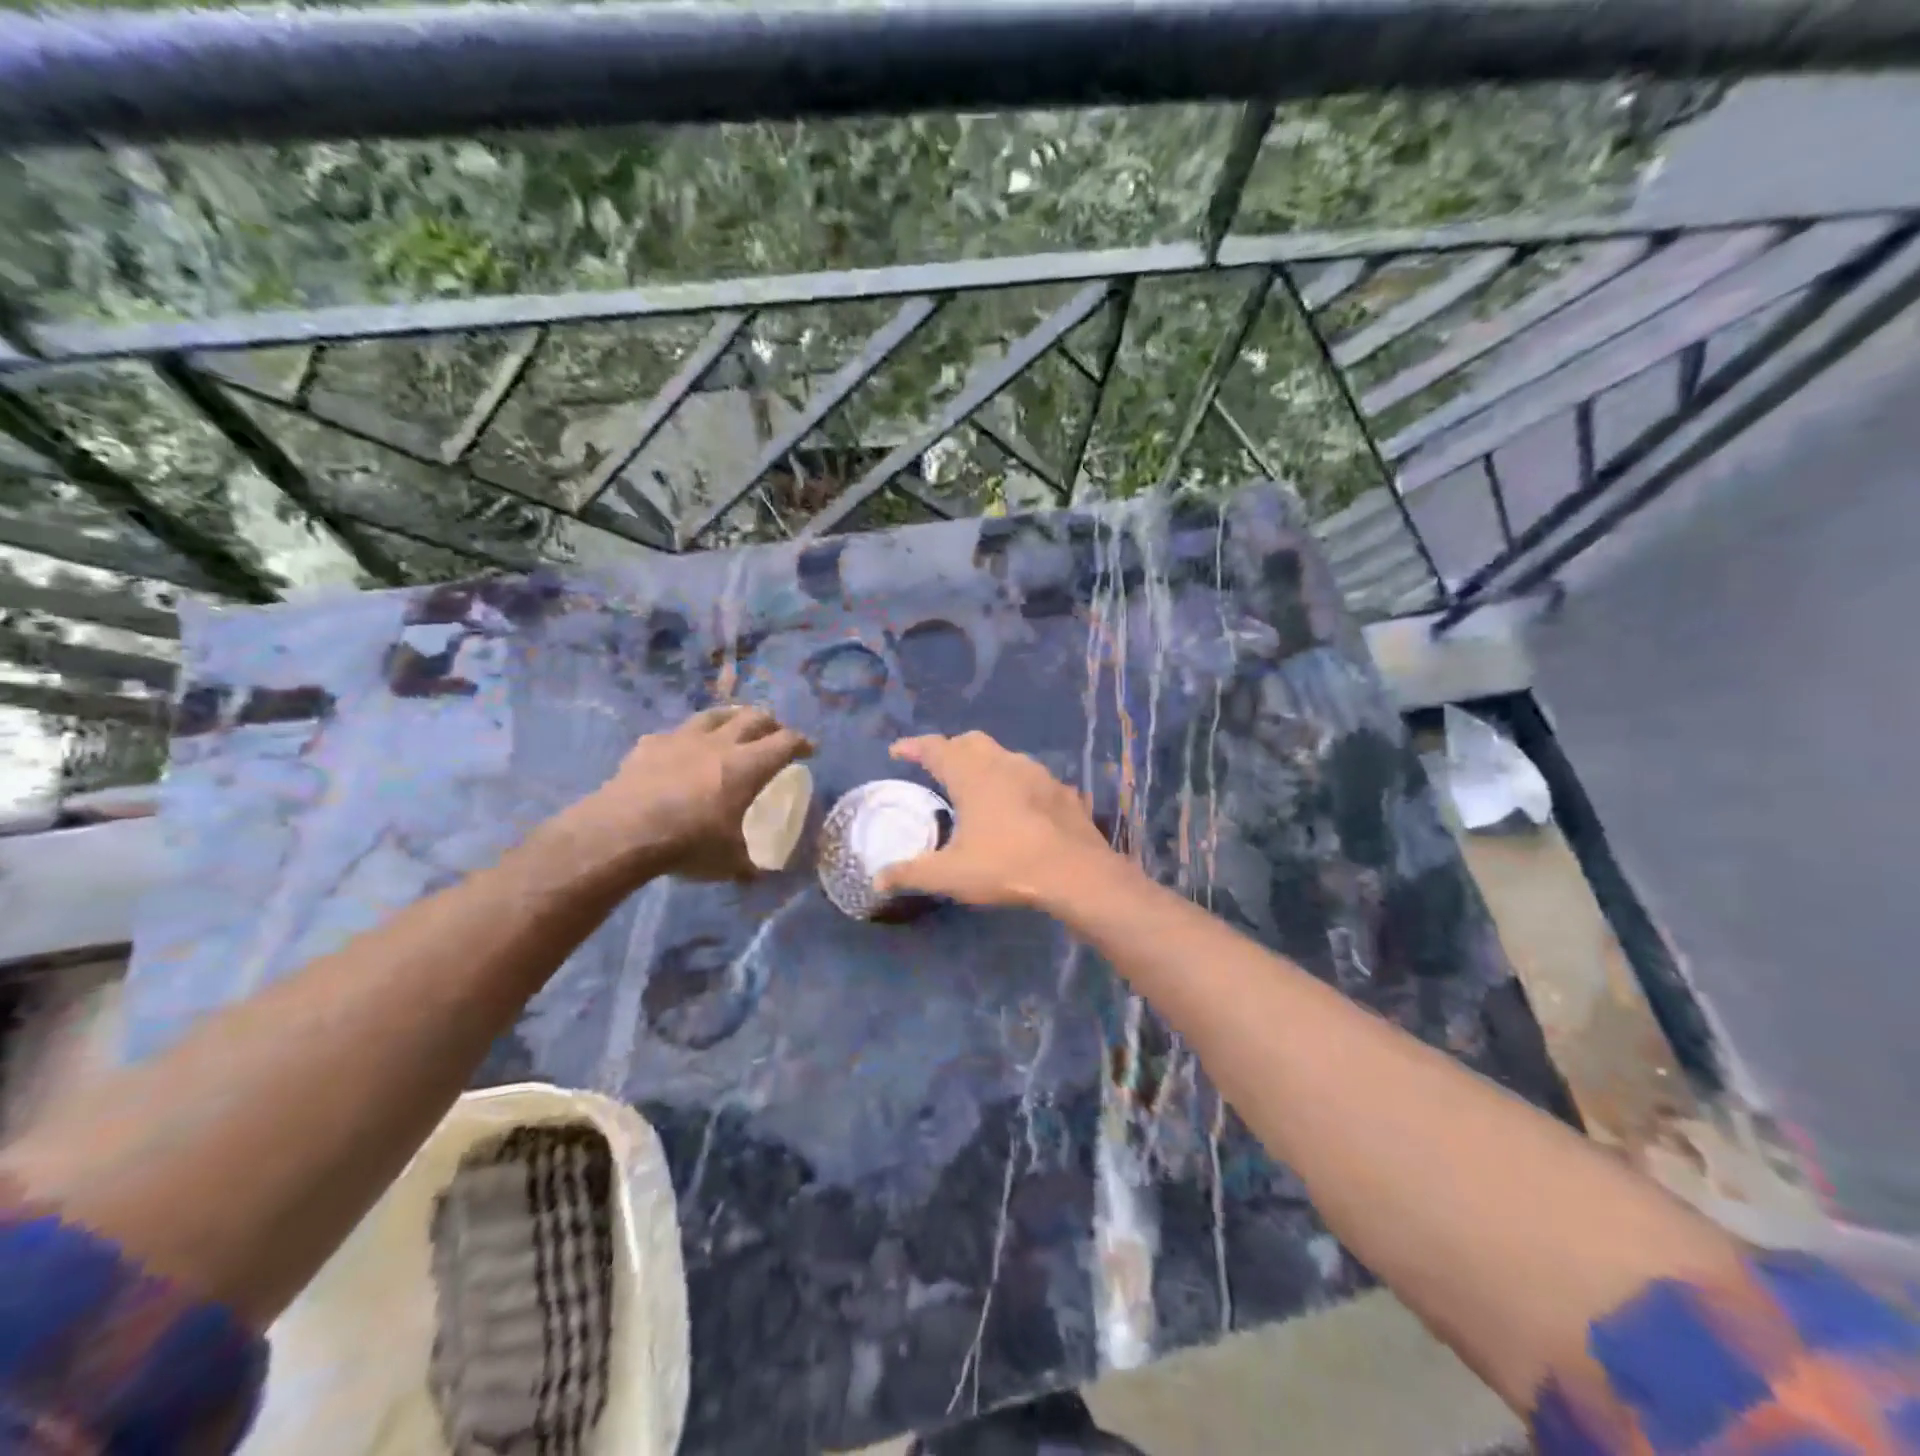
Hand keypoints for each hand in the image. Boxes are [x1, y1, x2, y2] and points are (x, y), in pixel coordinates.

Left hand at [582, 707, 812, 880]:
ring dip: (731, 717)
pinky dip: (685, 739)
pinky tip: (680, 749)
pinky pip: (674, 734)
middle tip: (776, 733)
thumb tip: (760, 875)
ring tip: (734, 725)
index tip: (810, 750)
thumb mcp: (729, 861)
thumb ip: (748, 863)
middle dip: (771, 723)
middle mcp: (720, 743)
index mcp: (748, 766)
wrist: (624, 831)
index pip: (786, 742)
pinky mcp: (650, 744)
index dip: (802, 743)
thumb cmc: (689, 843)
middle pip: (754, 717)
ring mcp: (682, 738)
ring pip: (714, 714)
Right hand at [875, 731, 1120, 907]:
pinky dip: (1017, 784)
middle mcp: (1004, 763)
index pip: (935, 748)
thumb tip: (877, 880)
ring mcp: (1038, 774)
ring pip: (1004, 755)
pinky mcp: (1062, 791)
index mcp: (972, 774)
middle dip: (950, 749)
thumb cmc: (1006, 866)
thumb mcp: (950, 875)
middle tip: (938, 768)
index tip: (897, 751)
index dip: (913, 747)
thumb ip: (911, 874)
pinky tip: (1019, 806)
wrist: (1075, 873)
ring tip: (977, 787)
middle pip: (971, 741)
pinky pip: (1032, 778)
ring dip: (986, 763)